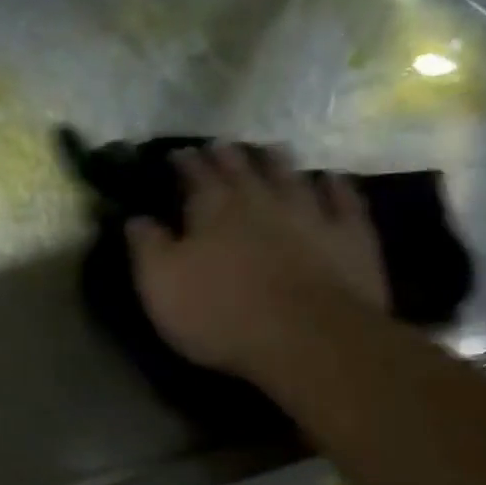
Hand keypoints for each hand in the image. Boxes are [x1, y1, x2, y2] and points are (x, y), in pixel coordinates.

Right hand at [126, 144, 387, 381]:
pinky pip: (343, 201)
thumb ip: (147, 246)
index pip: (195, 175)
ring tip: (270, 150)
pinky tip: (331, 179)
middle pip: (243, 169)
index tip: (177, 153)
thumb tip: (135, 217)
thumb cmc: (220, 313)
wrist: (307, 338)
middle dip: (228, 156)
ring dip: (278, 162)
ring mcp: (311, 214)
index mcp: (213, 209)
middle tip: (221, 146)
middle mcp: (262, 200)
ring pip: (291, 176)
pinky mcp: (350, 237)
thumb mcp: (161, 285)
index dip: (184, 163)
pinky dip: (335, 187)